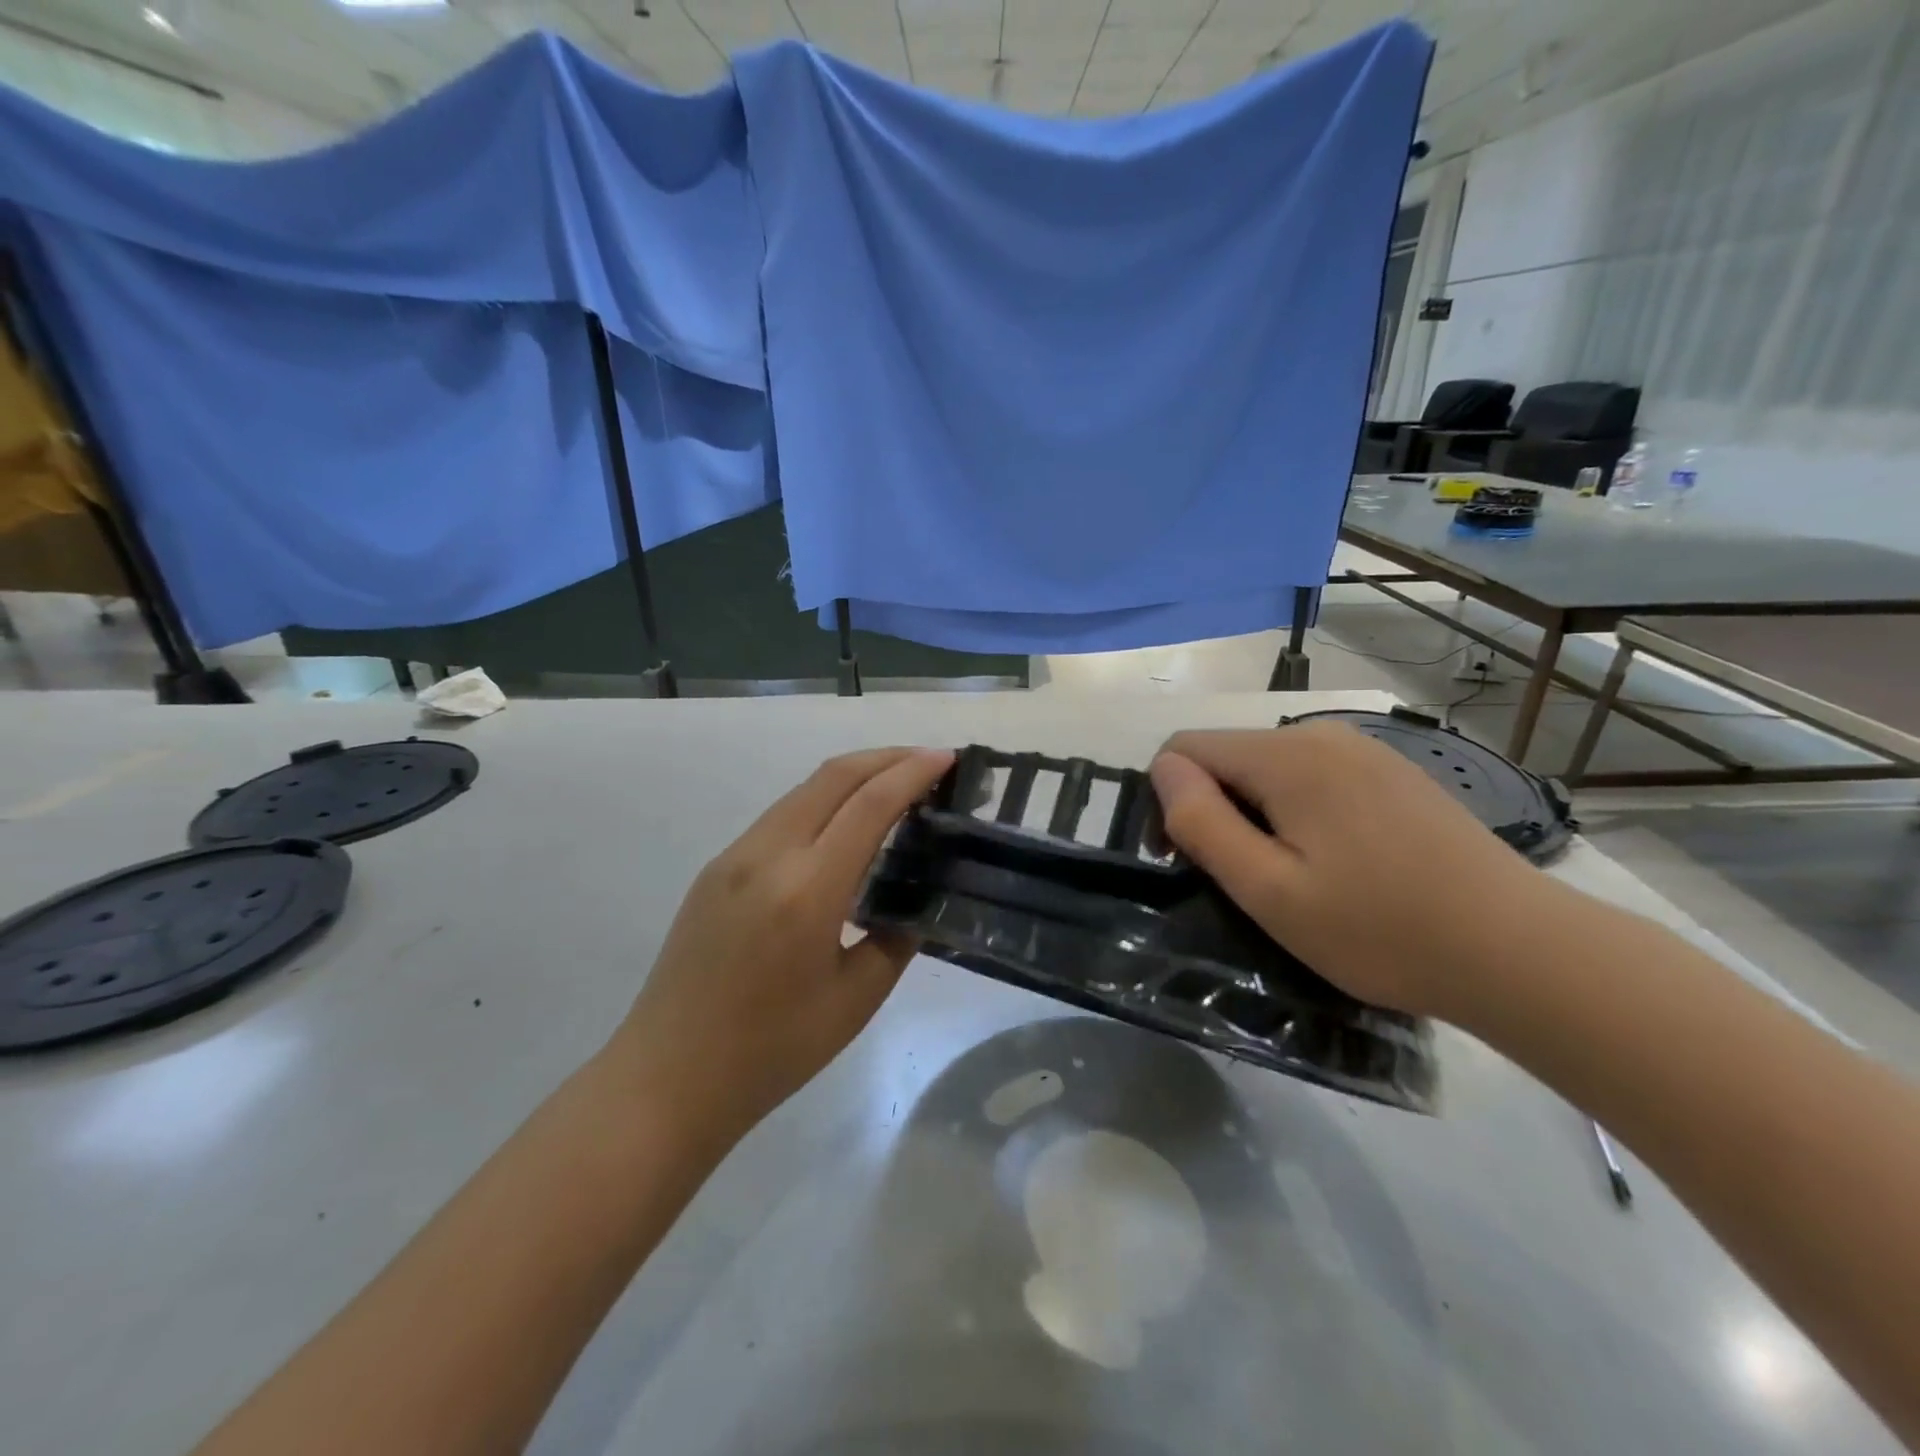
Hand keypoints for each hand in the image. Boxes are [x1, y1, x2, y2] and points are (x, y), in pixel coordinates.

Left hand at [610, 747, 953, 1146]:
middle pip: (833, 776)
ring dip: (853, 777)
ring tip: (894, 789)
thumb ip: (895, 938)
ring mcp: (734, 857)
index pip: (869, 804)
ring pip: (803, 791)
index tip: (949, 758)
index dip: (913, 772)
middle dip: (886, 757)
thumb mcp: (856, 1000)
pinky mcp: (716, 869)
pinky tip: (843, 830)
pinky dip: (822, 804)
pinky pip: (781, 817)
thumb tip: (914, 902)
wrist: (667, 1079)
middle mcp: (766, 855)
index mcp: (807, 890)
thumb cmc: (771, 1051)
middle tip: (929, 763)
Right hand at [1149, 723, 1543, 1019]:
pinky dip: (1298, 812)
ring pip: (1270, 769)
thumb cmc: (1380, 928)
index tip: (1188, 860)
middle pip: (1228, 756)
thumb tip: (1162, 769)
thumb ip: (1202, 822)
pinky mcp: (1392, 772)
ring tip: (1292, 878)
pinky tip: (1337, 863)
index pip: (1184, 748)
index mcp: (1286, 754)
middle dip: (1215, 808)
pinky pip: (1314, 778)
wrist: (1520, 950)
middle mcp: (1322, 733)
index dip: (1168, 800)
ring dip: (1257, 814)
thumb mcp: (1269, 889)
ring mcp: (1364, 750)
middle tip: (1245, 882)